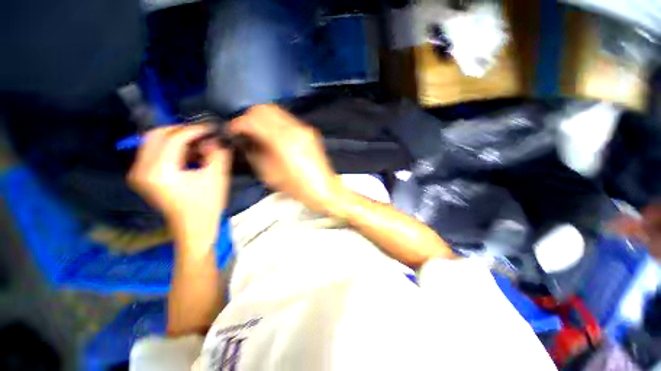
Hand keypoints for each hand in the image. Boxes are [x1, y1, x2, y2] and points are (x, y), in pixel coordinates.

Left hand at [128, 124, 231, 246]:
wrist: (193, 227)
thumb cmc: (207, 204)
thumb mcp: (217, 177)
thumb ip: (216, 153)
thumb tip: (212, 140)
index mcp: (160, 171)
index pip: (174, 138)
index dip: (194, 130)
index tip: (210, 129)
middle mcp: (141, 170)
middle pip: (156, 134)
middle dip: (181, 131)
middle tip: (202, 135)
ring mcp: (138, 173)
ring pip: (153, 141)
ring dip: (176, 139)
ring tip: (197, 147)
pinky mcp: (141, 176)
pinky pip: (152, 151)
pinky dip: (170, 148)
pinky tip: (188, 155)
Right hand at [228, 105, 344, 213]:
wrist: (325, 190)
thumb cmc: (298, 187)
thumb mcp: (270, 175)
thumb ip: (255, 154)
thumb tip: (248, 141)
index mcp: (283, 141)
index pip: (255, 120)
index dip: (239, 124)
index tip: (233, 131)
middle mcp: (295, 129)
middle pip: (266, 109)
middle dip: (251, 116)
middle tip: (245, 130)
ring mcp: (305, 129)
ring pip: (278, 112)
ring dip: (264, 118)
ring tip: (258, 132)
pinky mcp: (310, 132)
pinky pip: (288, 120)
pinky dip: (276, 123)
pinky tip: (274, 136)